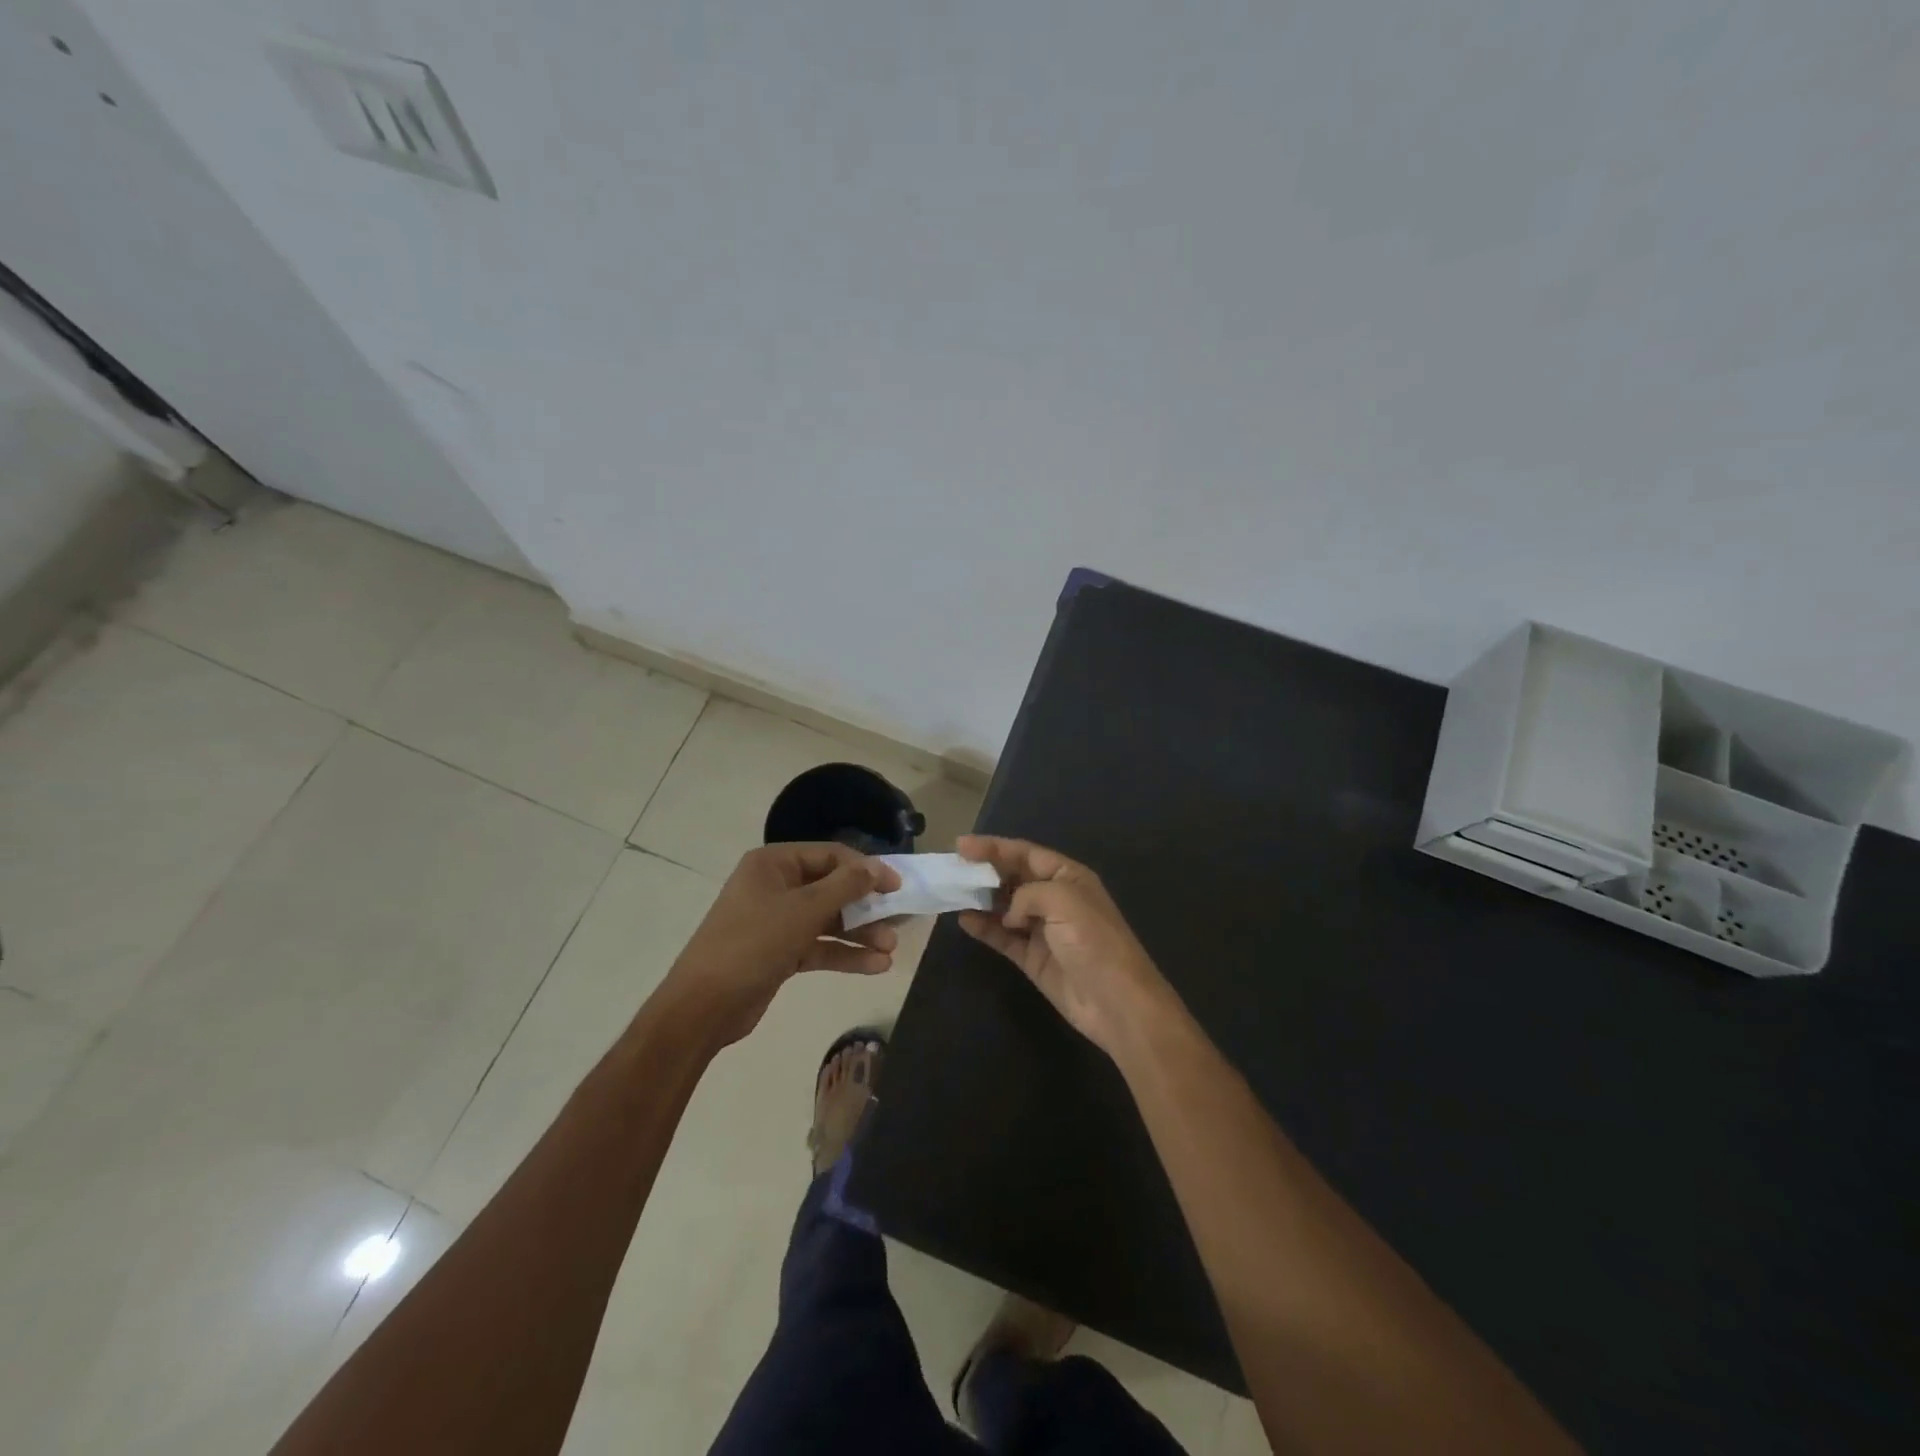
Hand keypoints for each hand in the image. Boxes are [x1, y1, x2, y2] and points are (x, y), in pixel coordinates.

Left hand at [663, 843, 901, 1047]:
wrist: (703, 1007)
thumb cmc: (753, 943)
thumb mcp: (804, 910)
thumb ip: (846, 886)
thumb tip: (878, 866)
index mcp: (774, 864)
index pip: (830, 855)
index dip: (866, 869)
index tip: (897, 886)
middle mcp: (775, 886)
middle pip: (832, 888)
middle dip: (865, 906)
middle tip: (899, 920)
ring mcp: (777, 921)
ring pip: (828, 920)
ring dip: (859, 933)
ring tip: (891, 949)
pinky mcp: (780, 952)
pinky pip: (819, 946)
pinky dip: (844, 954)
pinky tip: (875, 966)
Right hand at [956, 836, 1179, 1061]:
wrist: (1116, 1001)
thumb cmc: (1094, 940)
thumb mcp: (1063, 900)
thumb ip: (1028, 894)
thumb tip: (1009, 913)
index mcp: (1068, 876)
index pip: (1025, 853)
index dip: (994, 847)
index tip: (961, 845)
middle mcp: (1054, 898)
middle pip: (1013, 877)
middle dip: (984, 870)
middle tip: (952, 868)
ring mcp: (1042, 929)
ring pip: (1004, 906)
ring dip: (980, 899)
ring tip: (952, 893)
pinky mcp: (1033, 958)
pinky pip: (1003, 936)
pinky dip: (984, 928)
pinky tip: (964, 920)